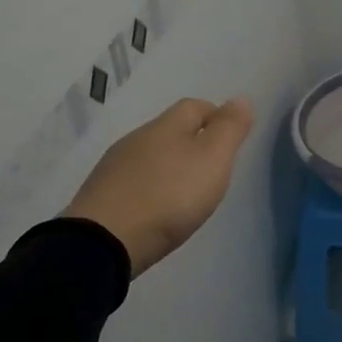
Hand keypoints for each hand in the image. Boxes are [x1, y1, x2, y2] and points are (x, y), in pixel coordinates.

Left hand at [62, 96, 254, 276]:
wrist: (104, 241)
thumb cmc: (170, 195)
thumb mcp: (213, 159)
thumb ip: (230, 128)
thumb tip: (241, 100)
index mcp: (166, 126)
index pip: (195, 105)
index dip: (216, 116)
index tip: (231, 139)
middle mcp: (137, 139)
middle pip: (171, 130)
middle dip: (193, 142)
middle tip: (213, 169)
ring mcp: (114, 167)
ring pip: (151, 155)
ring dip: (170, 166)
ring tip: (186, 192)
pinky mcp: (100, 195)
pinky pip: (134, 181)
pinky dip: (150, 188)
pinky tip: (157, 208)